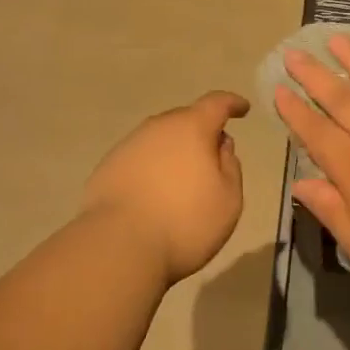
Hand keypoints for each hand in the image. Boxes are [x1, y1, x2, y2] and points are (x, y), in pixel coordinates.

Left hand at [82, 91, 250, 282]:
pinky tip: (153, 195)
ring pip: (159, 140)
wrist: (118, 246)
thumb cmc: (185, 222)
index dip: (232, 103)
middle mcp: (158, 128)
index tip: (242, 109)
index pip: (216, 103)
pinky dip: (151, 169)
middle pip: (185, 120)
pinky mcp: (107, 167)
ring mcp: (128, 146)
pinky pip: (139, 159)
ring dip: (174, 152)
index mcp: (191, 128)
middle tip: (212, 157)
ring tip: (181, 181)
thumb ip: (231, 166)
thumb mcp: (228, 199)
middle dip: (201, 132)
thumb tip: (220, 145)